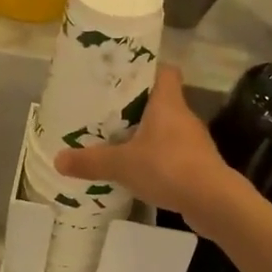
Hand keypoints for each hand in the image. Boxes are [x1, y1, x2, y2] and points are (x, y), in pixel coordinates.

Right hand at [55, 66, 240, 234]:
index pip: (165, 71)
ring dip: (146, 133)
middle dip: (136, 105)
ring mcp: (193, 141)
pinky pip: (172, 152)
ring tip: (118, 140)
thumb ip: (91, 161)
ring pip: (166, 128)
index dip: (146, 69)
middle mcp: (183, 116)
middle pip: (161, 100)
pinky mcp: (197, 164)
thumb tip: (58, 160)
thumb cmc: (168, 167)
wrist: (213, 202)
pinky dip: (156, 157)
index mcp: (167, 102)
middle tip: (108, 110)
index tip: (123, 75)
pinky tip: (137, 169)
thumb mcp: (122, 164)